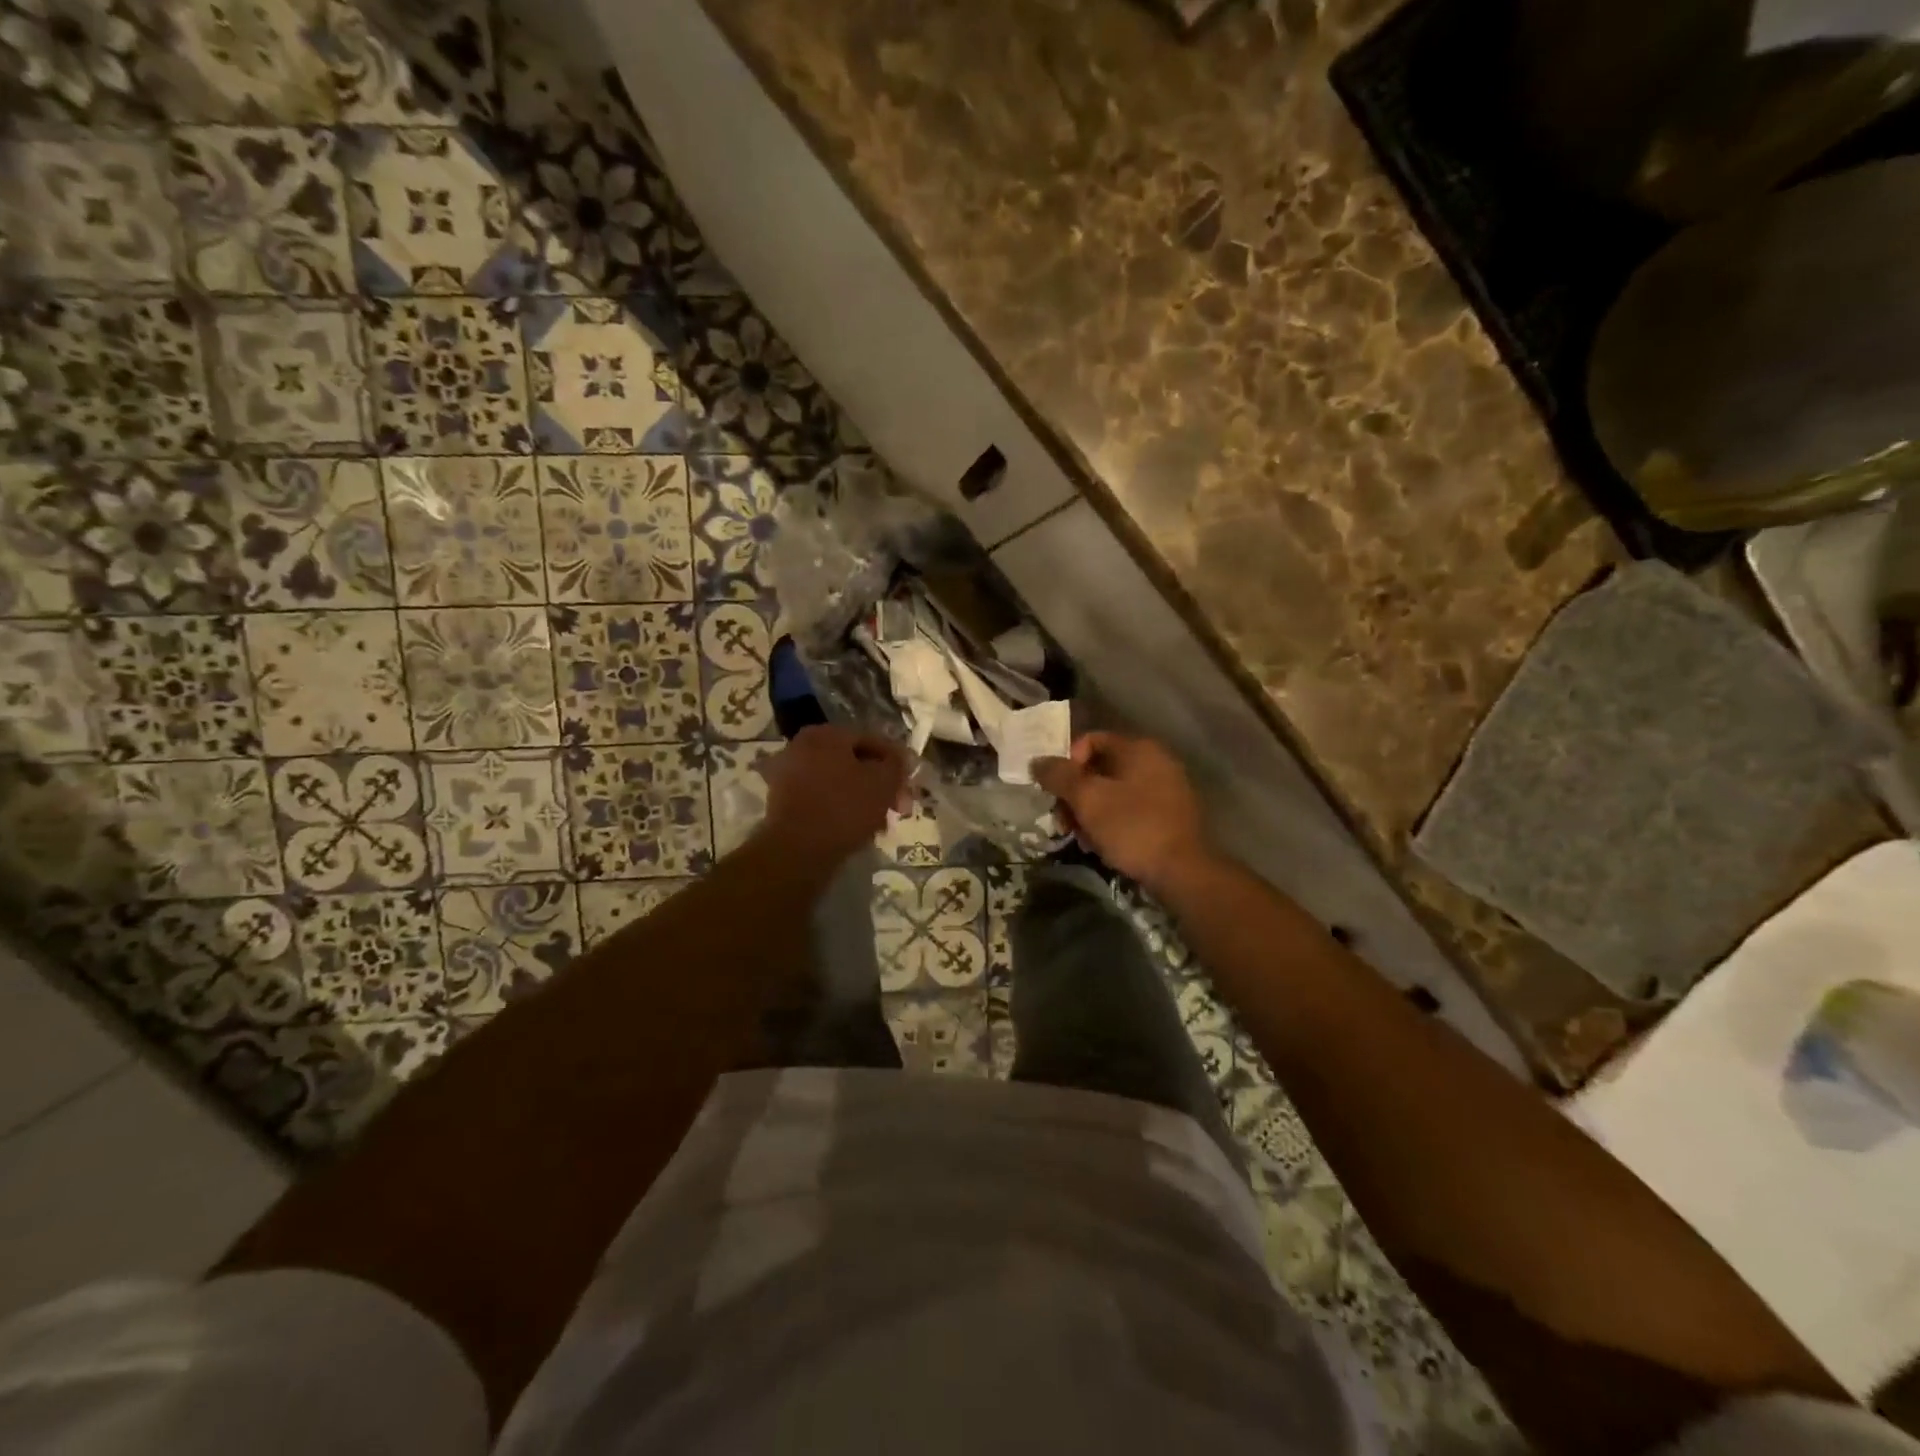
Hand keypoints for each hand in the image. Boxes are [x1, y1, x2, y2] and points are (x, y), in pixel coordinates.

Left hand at [759, 724, 910, 863]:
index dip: (895, 763)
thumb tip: (897, 759)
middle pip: (853, 761)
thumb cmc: (844, 808)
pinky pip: (821, 797)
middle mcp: (802, 745)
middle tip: (897, 808)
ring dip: (861, 797)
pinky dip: (840, 807)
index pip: (872, 740)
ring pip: (838, 781)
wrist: (796, 850)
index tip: (908, 786)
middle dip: (878, 784)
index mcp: (826, 733)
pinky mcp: (782, 800)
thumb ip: (896, 764)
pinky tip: (855, 828)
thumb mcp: (883, 782)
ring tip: (879, 823)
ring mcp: (788, 772)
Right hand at [1033, 732, 1210, 893]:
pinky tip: (1102, 846)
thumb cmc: (1133, 827)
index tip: (1056, 791)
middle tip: (1064, 821)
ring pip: (1113, 792)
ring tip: (1081, 839)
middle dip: (1076, 794)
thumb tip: (1037, 761)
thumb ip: (1059, 776)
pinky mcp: (1170, 816)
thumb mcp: (1088, 799)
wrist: (1183, 872)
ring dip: (1090, 812)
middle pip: (1100, 768)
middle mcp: (1155, 761)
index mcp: (1138, 749)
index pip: (1090, 740)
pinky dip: (1111, 823)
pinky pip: (1131, 810)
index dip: (1067, 763)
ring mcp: (1166, 789)